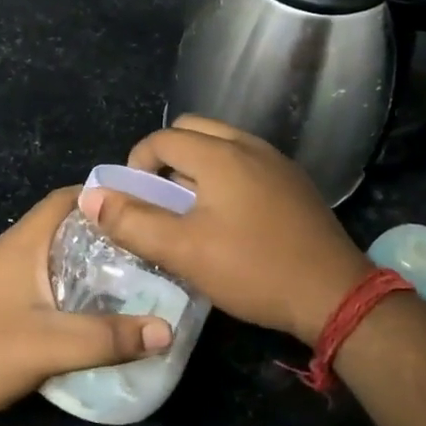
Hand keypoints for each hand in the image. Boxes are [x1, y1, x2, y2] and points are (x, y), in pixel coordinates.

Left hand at [0, 187, 173, 425]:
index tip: (146, 208)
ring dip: (92, 260)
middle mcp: (14, 250)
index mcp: (24, 242)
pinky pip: (48, 279)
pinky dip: (76, 284)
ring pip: (58, 254)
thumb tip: (167, 330)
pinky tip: (98, 308)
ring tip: (136, 276)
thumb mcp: (50, 345)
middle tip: (151, 248)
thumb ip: (108, 337)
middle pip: (67, 225)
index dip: (106, 197)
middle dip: (108, 232)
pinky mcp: (2, 301)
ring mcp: (5, 276)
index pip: (68, 198)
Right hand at [82, 116, 372, 344]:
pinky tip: (227, 219)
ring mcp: (277, 162)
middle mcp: (249, 145)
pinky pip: (245, 162)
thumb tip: (91, 197)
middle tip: (159, 201)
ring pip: (221, 145)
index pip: (162, 139)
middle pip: (191, 131)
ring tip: (189, 211)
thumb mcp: (183, 251)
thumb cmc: (253, 269)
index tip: (133, 202)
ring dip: (194, 167)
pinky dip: (223, 176)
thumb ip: (132, 222)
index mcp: (220, 154)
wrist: (334, 294)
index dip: (136, 165)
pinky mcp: (293, 182)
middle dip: (165, 159)